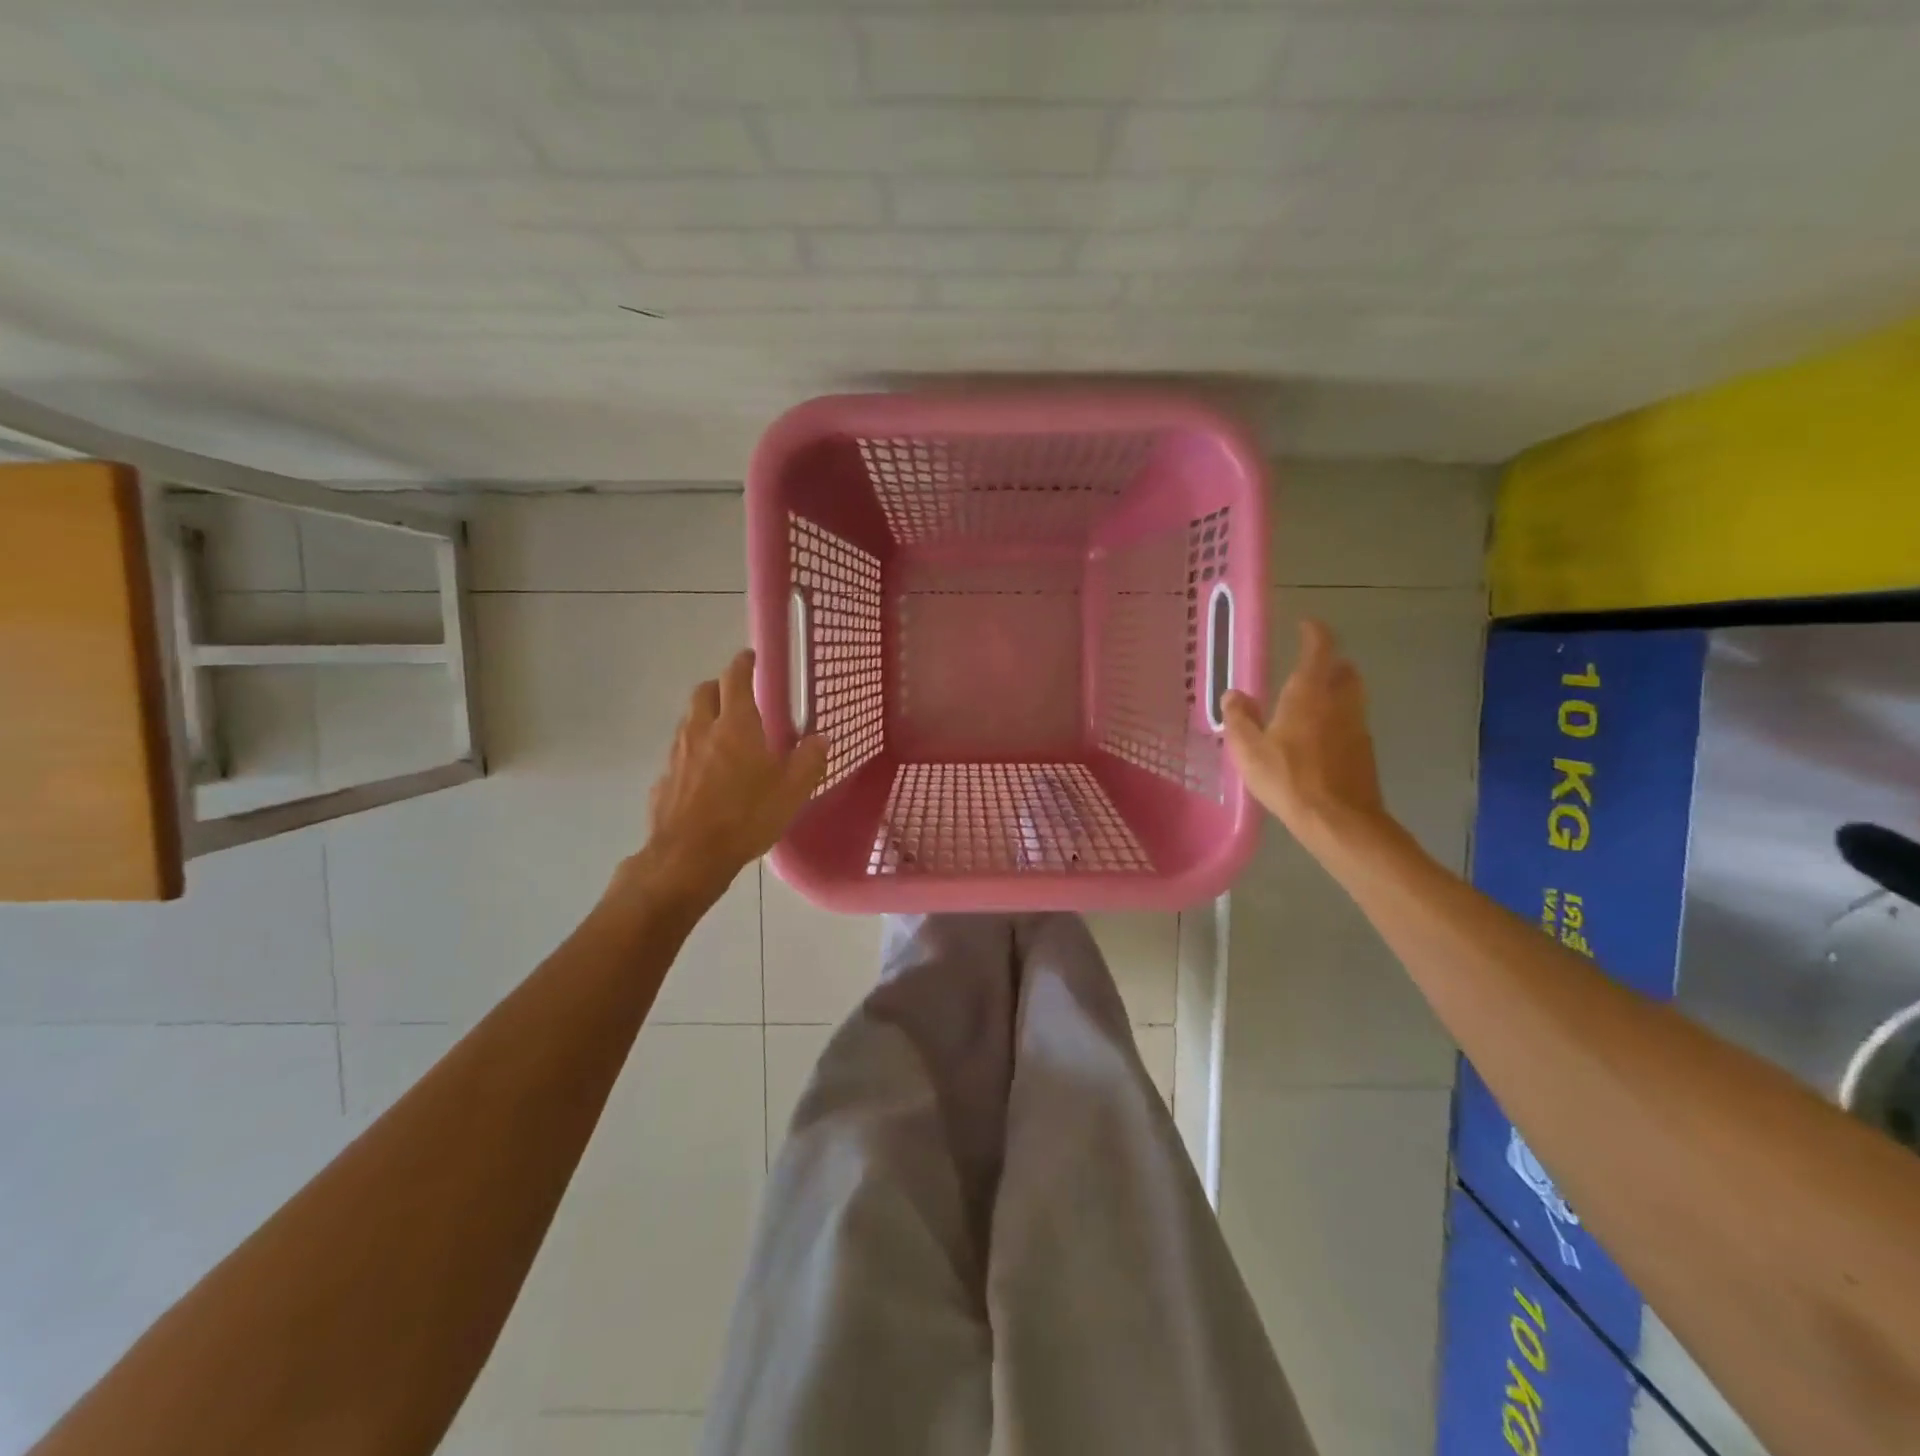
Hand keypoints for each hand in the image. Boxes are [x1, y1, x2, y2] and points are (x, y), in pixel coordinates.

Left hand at [619, 650, 826, 910]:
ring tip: (725, 736)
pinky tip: (706, 776)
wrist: (688, 857)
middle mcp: (701, 729)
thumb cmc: (746, 817)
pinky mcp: (663, 779)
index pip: (735, 677)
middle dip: (720, 687)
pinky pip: (680, 754)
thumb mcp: (792, 791)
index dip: (743, 663)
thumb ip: (809, 760)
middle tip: (738, 696)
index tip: (750, 657)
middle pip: (704, 692)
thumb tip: (821, 738)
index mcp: (735, 724)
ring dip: (705, 718)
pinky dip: (694, 752)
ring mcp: (677, 754)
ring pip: (689, 721)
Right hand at [1222, 619, 1386, 848]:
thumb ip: (1239, 718)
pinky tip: (1318, 740)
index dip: (1315, 632)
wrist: (1339, 820)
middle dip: (1330, 663)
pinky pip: (1352, 722)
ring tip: (1311, 704)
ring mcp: (1357, 726)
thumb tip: (1234, 694)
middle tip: (1309, 668)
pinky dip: (1338, 719)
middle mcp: (1339, 702)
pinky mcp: (1365, 751)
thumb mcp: (1248, 750)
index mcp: (1309, 693)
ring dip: (1336, 691)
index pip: (1320, 648)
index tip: (1306, 625)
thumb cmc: (1288, 778)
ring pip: (1352, 696)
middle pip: (1344, 670)